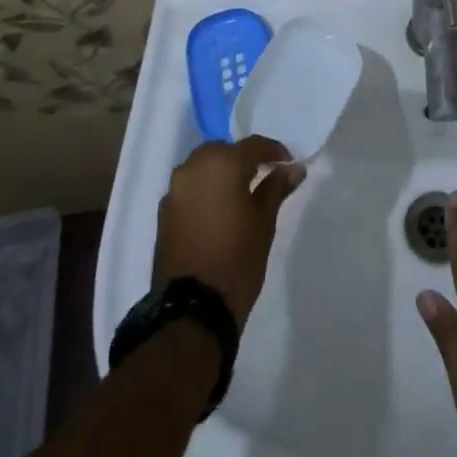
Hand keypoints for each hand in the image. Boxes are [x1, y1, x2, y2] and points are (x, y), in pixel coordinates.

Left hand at [154, 136, 304, 330]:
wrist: (192, 310)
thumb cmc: (237, 260)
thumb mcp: (264, 223)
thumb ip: (276, 188)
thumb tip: (293, 169)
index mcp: (222, 163)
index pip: (254, 145)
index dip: (274, 151)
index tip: (288, 164)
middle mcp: (194, 166)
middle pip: (224, 151)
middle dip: (243, 160)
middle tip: (262, 176)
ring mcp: (175, 189)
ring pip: (203, 167)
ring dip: (221, 173)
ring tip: (239, 194)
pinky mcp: (164, 211)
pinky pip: (189, 187)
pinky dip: (204, 190)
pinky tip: (217, 211)